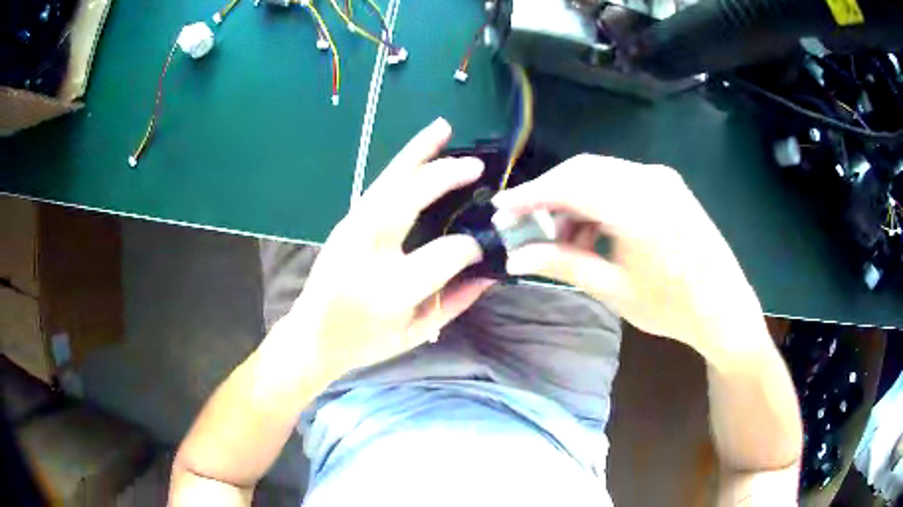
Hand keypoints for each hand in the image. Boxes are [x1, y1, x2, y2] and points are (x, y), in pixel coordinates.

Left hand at [280, 118, 493, 381]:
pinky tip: (416, 152)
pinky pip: (379, 186)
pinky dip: (401, 165)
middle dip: (444, 176)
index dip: (471, 247)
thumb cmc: (366, 340)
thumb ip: (456, 302)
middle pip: (407, 199)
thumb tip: (491, 271)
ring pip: (388, 181)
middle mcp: (367, 251)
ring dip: (417, 152)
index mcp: (390, 289)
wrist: (313, 334)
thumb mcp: (417, 333)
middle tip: (476, 165)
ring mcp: (351, 230)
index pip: (444, 254)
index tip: (483, 246)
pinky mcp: (345, 221)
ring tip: (441, 128)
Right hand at [493, 154, 767, 363]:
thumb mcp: (612, 288)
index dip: (529, 195)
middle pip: (581, 171)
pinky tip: (592, 230)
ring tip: (562, 238)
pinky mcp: (667, 184)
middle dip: (548, 195)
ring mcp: (660, 177)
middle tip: (526, 225)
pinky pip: (619, 180)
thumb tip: (514, 258)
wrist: (724, 308)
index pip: (568, 186)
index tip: (500, 208)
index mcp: (636, 206)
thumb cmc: (671, 307)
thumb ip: (562, 264)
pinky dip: (597, 199)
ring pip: (599, 174)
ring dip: (573, 199)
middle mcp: (648, 178)